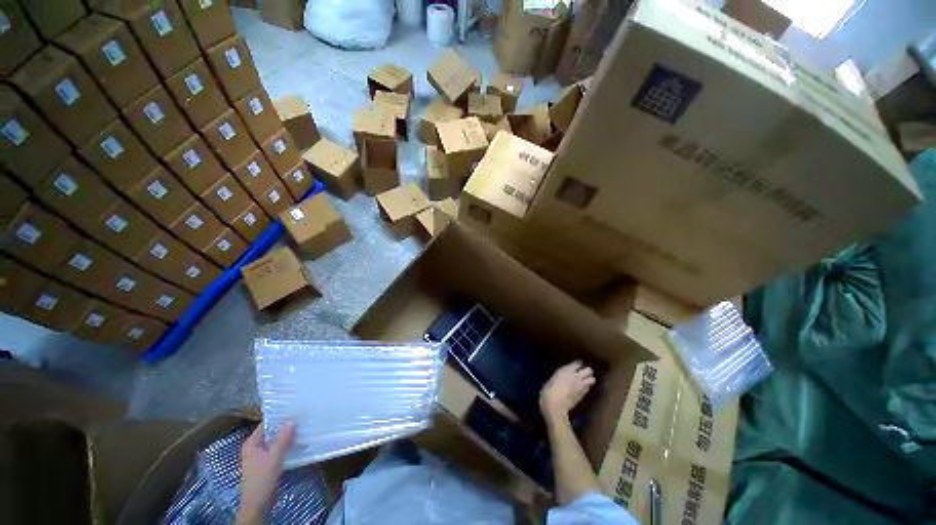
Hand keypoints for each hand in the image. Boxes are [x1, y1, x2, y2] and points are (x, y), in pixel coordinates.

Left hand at [236, 421, 295, 524]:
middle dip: (285, 426)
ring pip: (276, 441)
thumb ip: (282, 439)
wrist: (258, 504)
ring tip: (303, 427)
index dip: (279, 416)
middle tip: (302, 416)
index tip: (294, 409)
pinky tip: (298, 443)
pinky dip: (287, 445)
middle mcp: (255, 447)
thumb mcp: (273, 458)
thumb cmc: (262, 479)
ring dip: (287, 436)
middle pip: (271, 432)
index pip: (266, 424)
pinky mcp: (267, 463)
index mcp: (251, 443)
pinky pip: (278, 449)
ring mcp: (261, 456)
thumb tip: (292, 419)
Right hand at [540, 361, 594, 421]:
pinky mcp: (583, 396)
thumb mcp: (552, 379)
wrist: (555, 406)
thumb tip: (563, 377)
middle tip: (582, 373)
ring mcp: (581, 386)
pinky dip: (587, 387)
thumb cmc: (548, 391)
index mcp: (567, 370)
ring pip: (592, 379)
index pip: (578, 363)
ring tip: (584, 381)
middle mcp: (576, 376)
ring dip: (589, 379)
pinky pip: (588, 388)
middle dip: (587, 371)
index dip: (578, 364)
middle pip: (589, 370)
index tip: (576, 365)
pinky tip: (582, 389)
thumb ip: (560, 376)